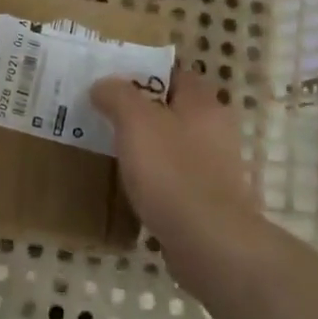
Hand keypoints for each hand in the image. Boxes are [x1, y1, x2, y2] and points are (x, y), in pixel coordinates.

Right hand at [91, 72, 263, 271]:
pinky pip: (175, 180)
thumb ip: (117, 95)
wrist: (210, 245)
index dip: (143, 73)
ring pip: (172, 146)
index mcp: (203, 103)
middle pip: (172, 110)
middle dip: (140, 112)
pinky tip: (132, 189)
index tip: (112, 82)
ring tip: (112, 152)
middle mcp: (215, 131)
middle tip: (104, 116)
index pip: (173, 74)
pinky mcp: (209, 202)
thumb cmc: (172, 172)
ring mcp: (215, 169)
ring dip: (147, 148)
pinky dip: (155, 181)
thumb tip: (103, 84)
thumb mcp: (136, 122)